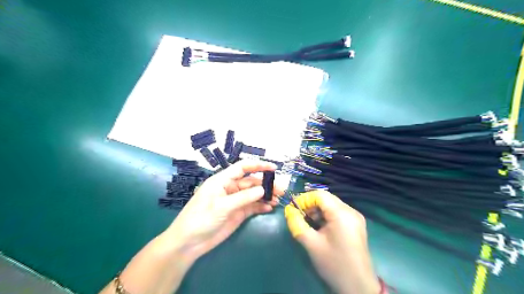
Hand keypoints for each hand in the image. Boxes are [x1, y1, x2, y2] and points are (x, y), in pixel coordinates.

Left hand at [167, 159, 282, 262]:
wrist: (189, 243)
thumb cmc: (200, 219)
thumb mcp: (221, 206)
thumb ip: (243, 197)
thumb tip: (262, 190)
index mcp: (223, 181)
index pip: (242, 168)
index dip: (258, 165)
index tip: (273, 168)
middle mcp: (230, 188)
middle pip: (251, 182)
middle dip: (266, 184)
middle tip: (280, 190)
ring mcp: (235, 201)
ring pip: (254, 194)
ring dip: (266, 195)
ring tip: (278, 199)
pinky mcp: (238, 213)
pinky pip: (252, 206)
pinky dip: (261, 206)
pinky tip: (269, 207)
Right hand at [285, 190, 379, 293]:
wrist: (358, 286)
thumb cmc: (334, 264)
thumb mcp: (311, 243)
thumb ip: (297, 224)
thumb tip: (288, 210)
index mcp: (342, 213)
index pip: (320, 195)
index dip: (304, 199)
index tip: (293, 210)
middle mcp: (351, 211)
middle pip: (326, 198)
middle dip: (310, 205)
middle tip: (299, 216)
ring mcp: (355, 217)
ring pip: (332, 205)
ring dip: (318, 210)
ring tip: (308, 222)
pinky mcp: (356, 225)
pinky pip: (338, 213)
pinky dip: (326, 216)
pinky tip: (320, 227)